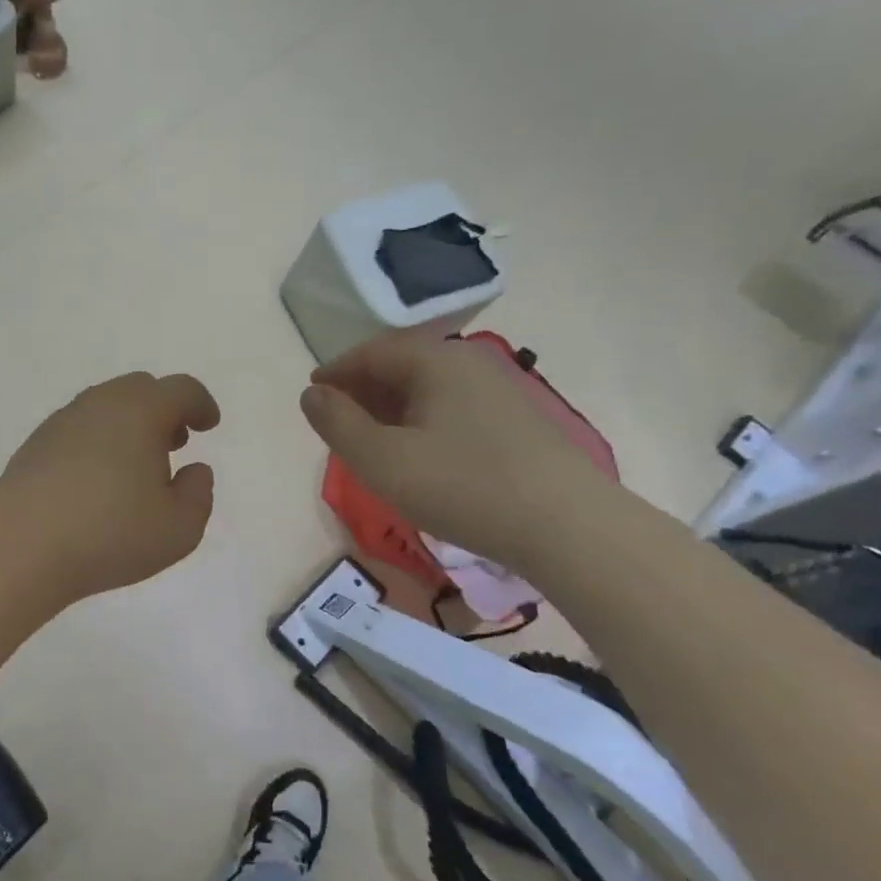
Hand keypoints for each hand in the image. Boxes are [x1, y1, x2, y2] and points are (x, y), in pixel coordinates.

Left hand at [0, 372, 219, 604]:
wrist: (22, 549)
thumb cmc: (110, 536)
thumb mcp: (179, 529)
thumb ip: (198, 494)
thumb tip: (194, 469)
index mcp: (139, 412)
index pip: (180, 389)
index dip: (201, 404)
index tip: (208, 425)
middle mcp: (99, 404)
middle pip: (140, 388)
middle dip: (164, 409)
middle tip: (174, 443)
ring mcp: (61, 421)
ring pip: (105, 404)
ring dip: (128, 423)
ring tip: (135, 464)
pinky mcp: (34, 444)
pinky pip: (77, 427)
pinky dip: (97, 439)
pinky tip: (95, 478)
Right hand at [300, 333, 609, 570]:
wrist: (569, 527)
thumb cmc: (462, 486)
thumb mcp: (381, 459)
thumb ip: (337, 423)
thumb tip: (311, 394)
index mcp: (436, 360)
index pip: (371, 352)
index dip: (336, 372)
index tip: (312, 394)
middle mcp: (470, 363)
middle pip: (402, 365)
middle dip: (363, 389)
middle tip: (337, 419)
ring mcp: (501, 390)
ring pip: (429, 388)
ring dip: (392, 406)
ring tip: (372, 439)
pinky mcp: (519, 421)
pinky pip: (453, 407)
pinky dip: (422, 419)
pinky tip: (420, 452)